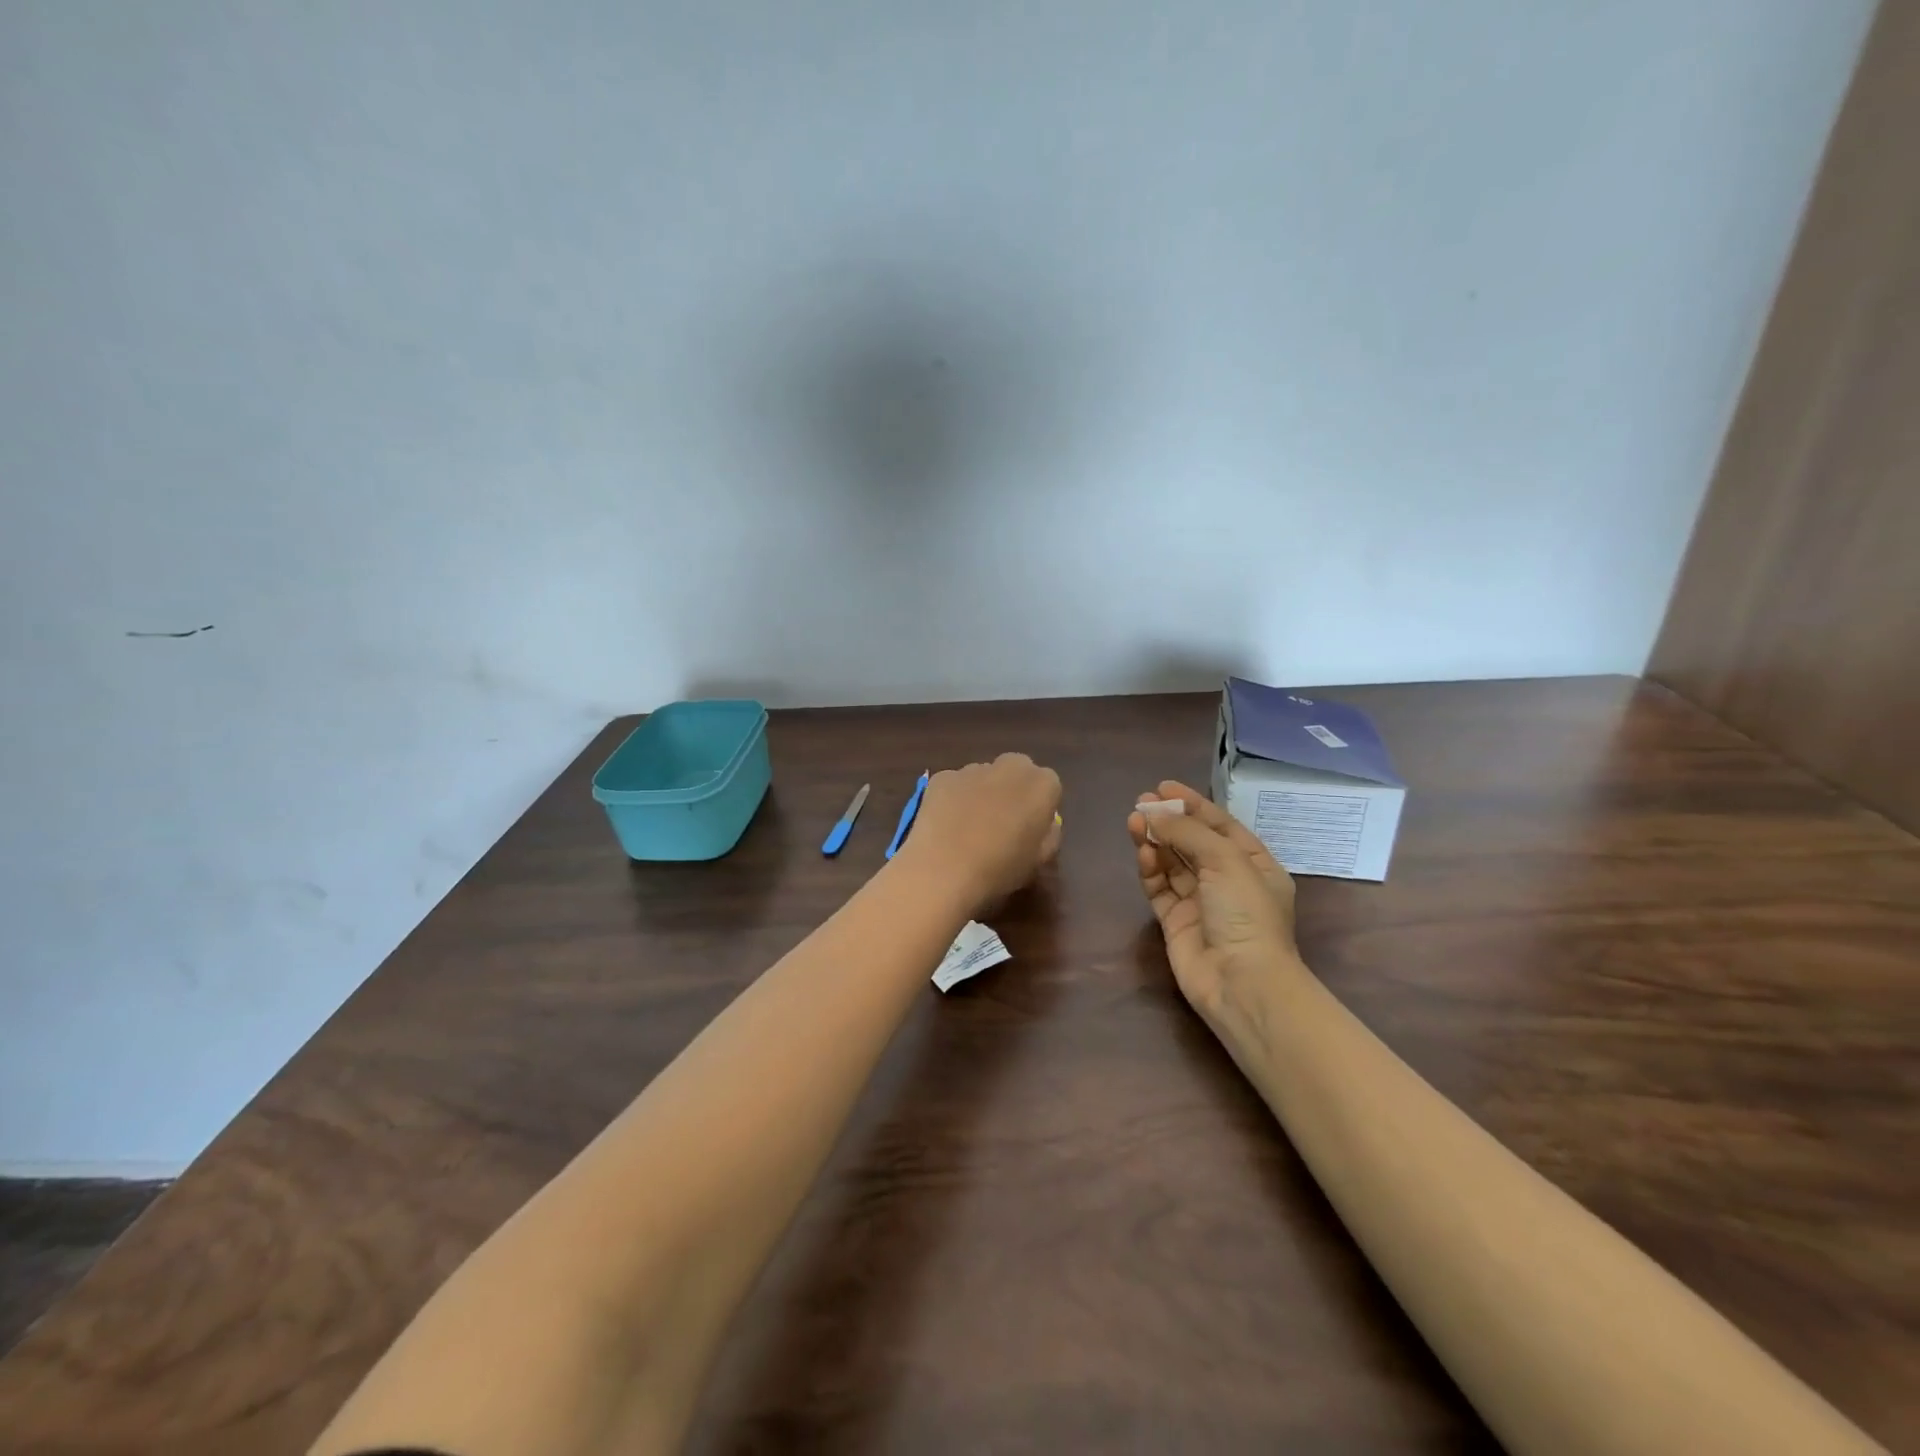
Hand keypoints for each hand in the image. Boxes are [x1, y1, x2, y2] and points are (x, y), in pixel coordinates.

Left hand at [901, 753, 1063, 913]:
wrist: (943, 871)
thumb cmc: (1000, 870)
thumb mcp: (1040, 861)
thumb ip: (1048, 835)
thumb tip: (1043, 824)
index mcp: (1042, 784)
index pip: (1049, 786)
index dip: (1039, 808)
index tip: (1030, 829)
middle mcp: (1010, 766)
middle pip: (1016, 772)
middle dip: (1012, 790)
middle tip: (1001, 822)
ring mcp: (972, 769)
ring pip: (984, 776)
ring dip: (982, 793)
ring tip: (968, 828)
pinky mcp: (942, 777)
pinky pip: (954, 785)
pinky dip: (953, 799)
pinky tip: (945, 826)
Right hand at [1129, 782, 1298, 1026]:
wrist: (1240, 982)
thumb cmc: (1245, 913)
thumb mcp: (1225, 860)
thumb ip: (1188, 832)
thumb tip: (1152, 812)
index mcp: (1254, 865)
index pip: (1221, 825)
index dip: (1193, 804)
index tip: (1163, 786)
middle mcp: (1228, 881)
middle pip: (1193, 842)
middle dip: (1169, 820)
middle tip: (1141, 802)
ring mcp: (1201, 902)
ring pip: (1172, 862)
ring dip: (1155, 840)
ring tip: (1133, 821)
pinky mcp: (1175, 921)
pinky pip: (1160, 887)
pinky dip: (1150, 868)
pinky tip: (1142, 852)